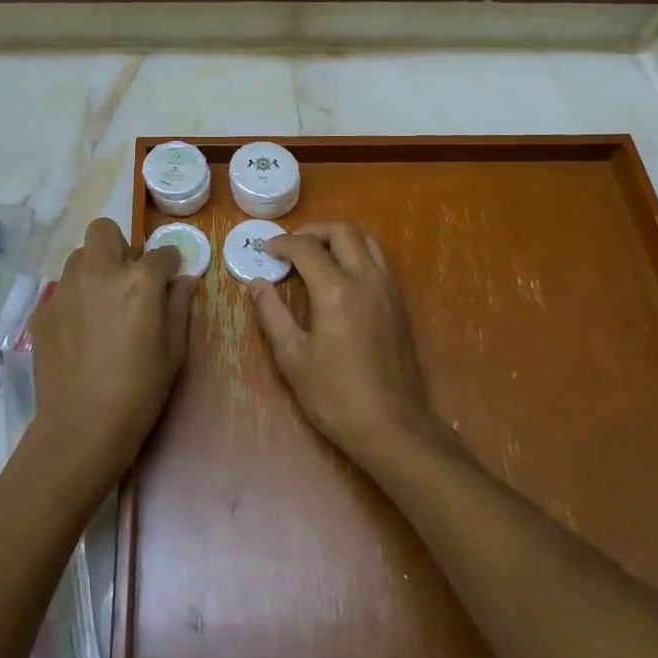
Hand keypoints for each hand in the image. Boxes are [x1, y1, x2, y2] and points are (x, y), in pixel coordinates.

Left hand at [29, 218, 196, 485]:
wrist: (81, 428)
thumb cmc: (139, 390)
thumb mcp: (174, 350)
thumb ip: (180, 306)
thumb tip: (185, 280)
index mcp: (138, 280)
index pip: (160, 252)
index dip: (169, 263)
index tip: (170, 277)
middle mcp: (99, 272)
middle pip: (104, 230)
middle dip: (119, 246)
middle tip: (128, 278)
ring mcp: (65, 290)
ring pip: (79, 257)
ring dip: (94, 269)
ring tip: (102, 303)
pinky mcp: (43, 311)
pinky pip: (62, 290)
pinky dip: (75, 298)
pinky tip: (81, 330)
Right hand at [250, 222, 442, 463]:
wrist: (392, 426)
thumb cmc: (335, 396)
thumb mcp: (293, 358)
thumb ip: (273, 314)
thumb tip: (257, 284)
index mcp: (336, 290)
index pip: (306, 248)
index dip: (283, 244)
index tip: (267, 250)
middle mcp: (365, 279)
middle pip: (342, 232)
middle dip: (313, 231)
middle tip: (292, 245)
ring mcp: (388, 289)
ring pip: (366, 241)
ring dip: (339, 238)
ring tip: (317, 253)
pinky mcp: (400, 303)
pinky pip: (379, 260)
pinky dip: (358, 253)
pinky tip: (342, 274)